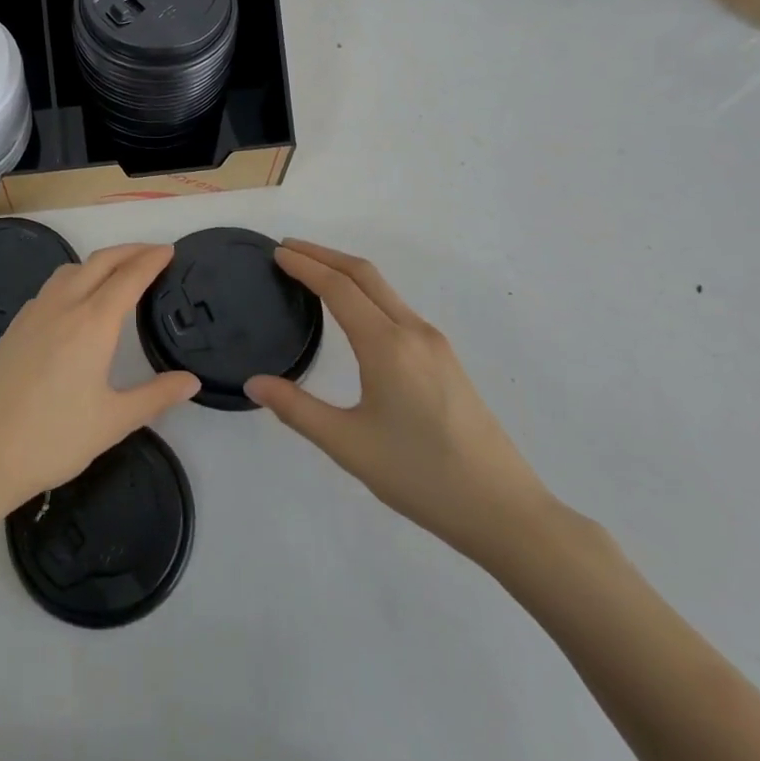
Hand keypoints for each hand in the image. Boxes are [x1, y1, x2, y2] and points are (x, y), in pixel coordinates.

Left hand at [0, 243, 200, 528]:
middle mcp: (63, 306)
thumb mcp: (113, 422)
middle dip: (129, 251)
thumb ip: (155, 396)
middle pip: (100, 262)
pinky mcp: (14, 327)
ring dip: (99, 262)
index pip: (128, 277)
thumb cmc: (52, 439)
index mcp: (92, 323)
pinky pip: (51, 287)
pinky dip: (74, 278)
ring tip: (117, 272)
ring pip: (71, 270)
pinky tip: (76, 302)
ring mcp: (33, 313)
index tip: (169, 250)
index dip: (151, 260)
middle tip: (152, 253)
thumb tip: (191, 381)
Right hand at [246, 240, 553, 564]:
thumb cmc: (421, 476)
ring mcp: (435, 344)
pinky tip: (355, 313)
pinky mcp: (446, 360)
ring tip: (313, 273)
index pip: (338, 287)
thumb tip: (254, 383)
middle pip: (364, 274)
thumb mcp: (348, 445)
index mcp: (387, 345)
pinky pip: (398, 308)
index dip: (305, 265)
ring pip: (384, 290)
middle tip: (288, 249)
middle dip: (324, 255)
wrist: (505, 511)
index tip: (277, 252)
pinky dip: (367, 293)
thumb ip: (297, 409)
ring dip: (347, 273)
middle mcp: (413, 331)